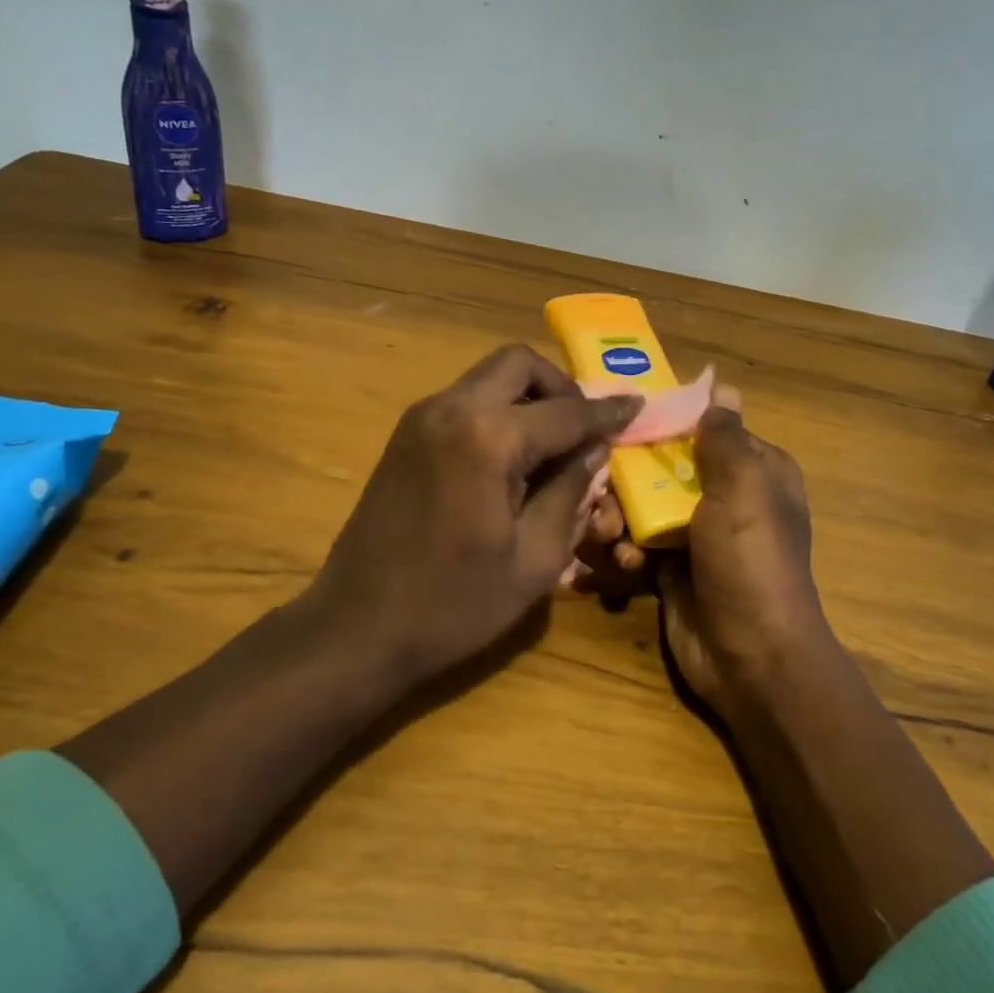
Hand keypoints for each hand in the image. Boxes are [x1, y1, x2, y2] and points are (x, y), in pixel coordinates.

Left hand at [306, 344, 639, 686]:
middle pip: (518, 365)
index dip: (607, 412)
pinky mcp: (405, 435)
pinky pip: (465, 401)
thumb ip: (570, 492)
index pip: (565, 412)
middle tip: (584, 428)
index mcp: (488, 438)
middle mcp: (452, 409)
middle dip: (560, 387)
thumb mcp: (534, 559)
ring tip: (552, 445)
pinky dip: (497, 411)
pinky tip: (511, 458)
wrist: (357, 628)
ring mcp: (421, 418)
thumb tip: (593, 449)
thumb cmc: (454, 604)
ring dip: (527, 397)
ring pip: (488, 378)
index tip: (637, 406)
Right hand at [573, 387, 835, 717]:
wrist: (750, 658)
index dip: (659, 423)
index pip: (700, 428)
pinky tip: (619, 568)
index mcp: (752, 470)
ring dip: (616, 519)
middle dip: (625, 480)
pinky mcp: (669, 569)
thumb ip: (724, 436)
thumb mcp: (744, 487)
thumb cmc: (750, 561)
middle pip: (660, 466)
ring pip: (640, 506)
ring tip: (606, 538)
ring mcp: (694, 535)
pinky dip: (621, 553)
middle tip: (601, 496)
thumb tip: (721, 384)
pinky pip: (634, 545)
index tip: (616, 422)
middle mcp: (724, 496)